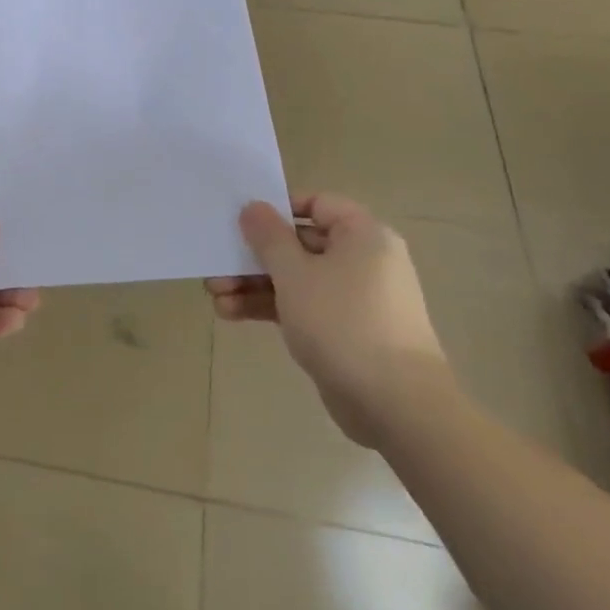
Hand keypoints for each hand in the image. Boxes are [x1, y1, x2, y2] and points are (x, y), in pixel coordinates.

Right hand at [208, 193, 451, 446]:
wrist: (395, 405)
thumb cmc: (343, 322)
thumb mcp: (295, 273)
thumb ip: (269, 237)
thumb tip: (254, 207)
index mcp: (362, 235)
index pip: (317, 204)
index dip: (279, 209)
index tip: (243, 221)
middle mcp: (362, 260)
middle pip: (300, 244)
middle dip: (254, 256)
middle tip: (216, 264)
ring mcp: (354, 299)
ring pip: (297, 279)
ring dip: (254, 284)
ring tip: (214, 295)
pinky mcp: (344, 332)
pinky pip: (303, 307)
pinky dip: (271, 307)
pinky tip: (231, 313)